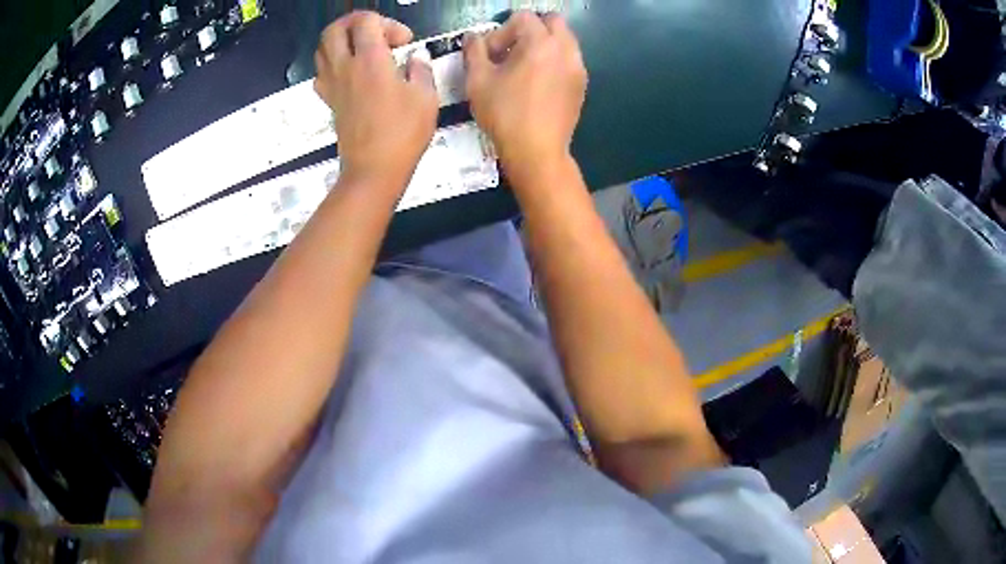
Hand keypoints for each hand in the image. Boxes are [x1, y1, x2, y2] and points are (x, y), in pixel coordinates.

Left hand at [314, 12, 437, 192]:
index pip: (366, 21)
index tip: (403, 42)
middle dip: (356, 23)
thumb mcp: (426, 98)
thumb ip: (421, 70)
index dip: (387, 23)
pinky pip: (321, 73)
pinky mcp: (329, 101)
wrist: (373, 169)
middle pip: (334, 29)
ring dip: (342, 41)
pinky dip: (333, 64)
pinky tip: (350, 73)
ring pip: (322, 49)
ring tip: (362, 50)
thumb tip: (416, 58)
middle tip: (376, 33)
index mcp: (370, 60)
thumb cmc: (402, 133)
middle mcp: (345, 67)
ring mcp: (332, 85)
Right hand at [463, 12, 587, 184]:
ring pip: (564, 40)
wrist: (537, 151)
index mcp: (541, 43)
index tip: (490, 54)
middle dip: (529, 30)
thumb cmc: (504, 114)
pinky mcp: (581, 85)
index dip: (501, 31)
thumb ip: (474, 51)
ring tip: (523, 68)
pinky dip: (554, 60)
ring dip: (543, 44)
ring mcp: (578, 67)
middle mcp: (566, 49)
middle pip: (551, 21)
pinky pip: (569, 59)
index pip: (523, 18)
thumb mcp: (478, 81)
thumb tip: (473, 38)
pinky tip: (537, 83)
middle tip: (510, 52)